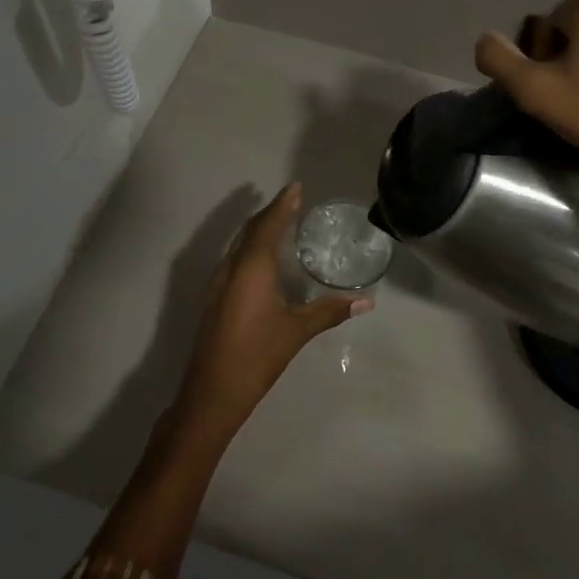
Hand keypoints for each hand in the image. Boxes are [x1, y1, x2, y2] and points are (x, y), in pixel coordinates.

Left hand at [176, 184, 372, 437]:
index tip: (296, 187)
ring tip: (280, 222)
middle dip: (271, 212)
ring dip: (259, 229)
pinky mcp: (215, 297)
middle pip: (251, 230)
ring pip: (240, 244)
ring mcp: (219, 282)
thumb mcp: (297, 331)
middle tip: (292, 200)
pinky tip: (263, 258)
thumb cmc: (257, 355)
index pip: (269, 225)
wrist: (212, 391)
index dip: (283, 204)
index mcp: (252, 267)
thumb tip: (366, 302)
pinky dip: (251, 247)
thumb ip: (329, 311)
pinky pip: (235, 258)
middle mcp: (232, 267)